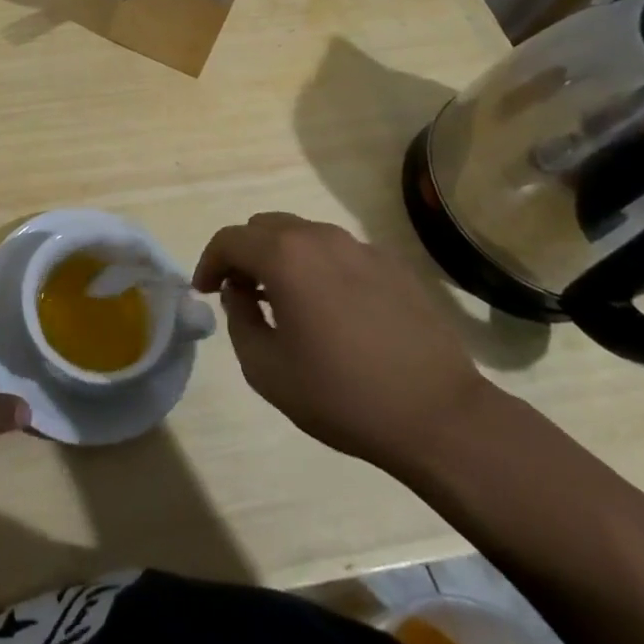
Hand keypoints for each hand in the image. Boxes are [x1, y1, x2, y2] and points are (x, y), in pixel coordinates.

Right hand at [193, 212, 491, 476]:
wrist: (439, 416)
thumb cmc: (342, 395)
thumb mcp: (266, 369)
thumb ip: (238, 320)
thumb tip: (239, 293)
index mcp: (284, 256)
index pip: (229, 239)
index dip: (209, 262)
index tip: (204, 290)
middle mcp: (319, 237)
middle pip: (265, 227)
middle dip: (245, 254)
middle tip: (242, 294)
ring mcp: (359, 247)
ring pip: (303, 235)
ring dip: (282, 258)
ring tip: (285, 301)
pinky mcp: (391, 264)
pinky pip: (339, 252)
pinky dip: (320, 268)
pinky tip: (332, 310)